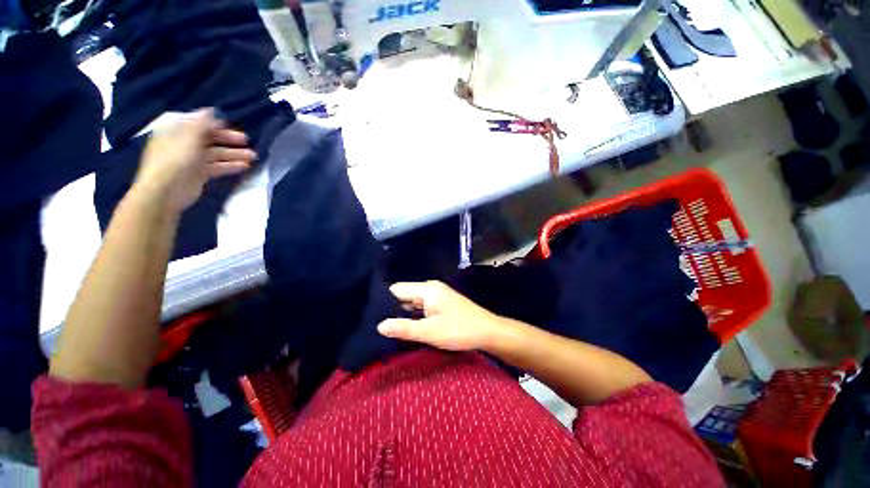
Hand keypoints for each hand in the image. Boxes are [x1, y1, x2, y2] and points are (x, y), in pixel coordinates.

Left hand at [132, 109, 255, 213]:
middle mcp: (183, 144)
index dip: (217, 126)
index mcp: (177, 131)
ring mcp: (191, 160)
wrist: (165, 192)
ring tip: (253, 157)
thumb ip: (201, 124)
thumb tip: (211, 110)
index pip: (199, 125)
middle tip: (248, 142)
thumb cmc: (174, 160)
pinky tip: (245, 166)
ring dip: (234, 154)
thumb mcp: (188, 138)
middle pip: (209, 139)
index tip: (234, 128)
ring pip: (216, 154)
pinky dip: (230, 166)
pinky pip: (217, 167)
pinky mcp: (199, 175)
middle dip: (229, 141)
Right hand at [378, 281, 504, 350]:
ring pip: (412, 301)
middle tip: (374, 324)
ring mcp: (436, 295)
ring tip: (385, 326)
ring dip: (401, 313)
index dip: (383, 301)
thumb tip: (379, 325)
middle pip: (404, 294)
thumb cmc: (460, 330)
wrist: (488, 332)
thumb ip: (404, 328)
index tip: (369, 315)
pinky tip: (404, 325)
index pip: (397, 289)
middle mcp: (430, 288)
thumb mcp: (430, 332)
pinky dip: (412, 315)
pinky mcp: (440, 303)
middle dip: (391, 308)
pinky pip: (420, 306)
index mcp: (427, 289)